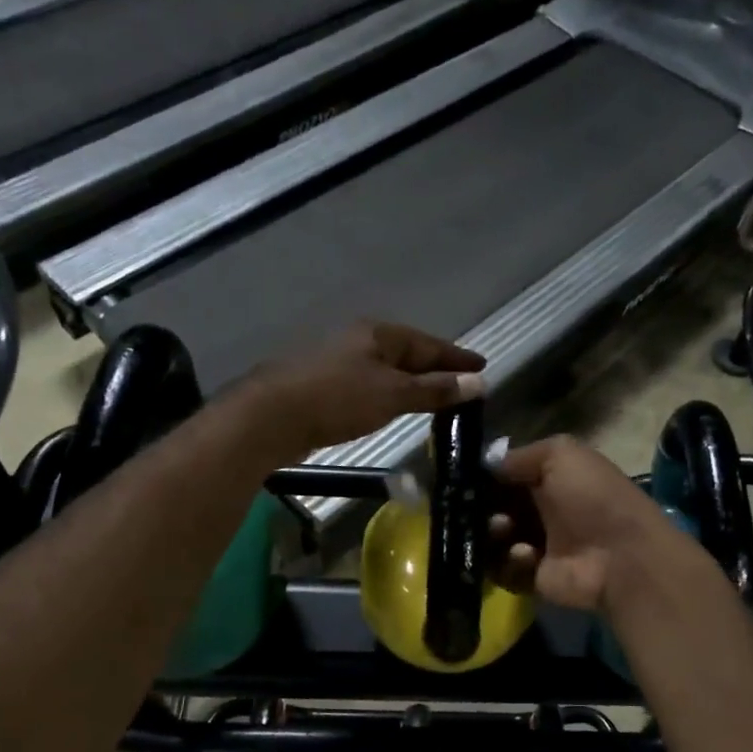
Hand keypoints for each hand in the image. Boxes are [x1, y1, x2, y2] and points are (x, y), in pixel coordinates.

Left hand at [240, 322, 485, 459]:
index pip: (429, 343)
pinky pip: (369, 385)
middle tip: (462, 382)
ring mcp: (338, 362)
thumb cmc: (337, 399)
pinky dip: (389, 394)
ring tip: (434, 397)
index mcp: (378, 334)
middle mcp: (359, 341)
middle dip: (435, 368)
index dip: (457, 357)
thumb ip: (435, 390)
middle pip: (407, 353)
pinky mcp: (323, 386)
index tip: (482, 366)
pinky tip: (393, 407)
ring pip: (386, 370)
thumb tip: (478, 383)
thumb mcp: (393, 394)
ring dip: (412, 382)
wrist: (271, 417)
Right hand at [489, 436, 688, 611]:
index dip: (486, 477)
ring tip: (503, 530)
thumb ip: (521, 455)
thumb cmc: (593, 498)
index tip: (466, 479)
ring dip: (492, 533)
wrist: (621, 557)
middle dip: (483, 507)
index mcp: (552, 479)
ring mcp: (538, 547)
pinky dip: (508, 562)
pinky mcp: (535, 578)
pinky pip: (503, 570)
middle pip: (495, 508)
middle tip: (479, 508)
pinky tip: (527, 556)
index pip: (507, 476)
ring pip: (494, 540)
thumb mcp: (562, 454)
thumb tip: (488, 467)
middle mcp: (543, 511)